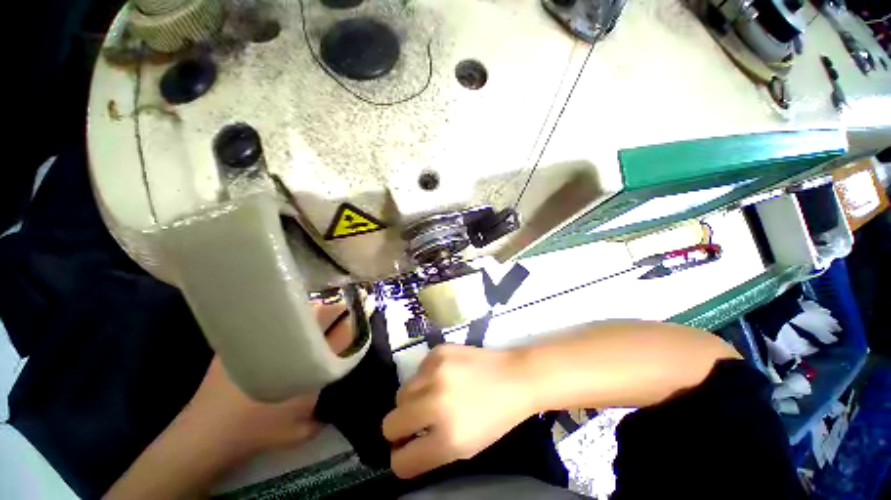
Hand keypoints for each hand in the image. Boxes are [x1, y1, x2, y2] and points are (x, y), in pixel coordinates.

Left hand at [178, 302, 356, 463]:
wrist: (207, 434)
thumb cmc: (260, 432)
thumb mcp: (303, 429)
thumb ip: (327, 408)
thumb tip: (341, 392)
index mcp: (312, 365)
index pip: (345, 331)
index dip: (358, 317)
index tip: (367, 305)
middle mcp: (294, 345)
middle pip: (324, 311)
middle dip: (340, 305)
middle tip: (347, 304)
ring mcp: (267, 336)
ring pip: (301, 309)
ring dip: (316, 307)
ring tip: (321, 312)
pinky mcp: (245, 336)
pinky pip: (275, 314)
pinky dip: (288, 311)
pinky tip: (289, 316)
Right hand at [382, 344, 533, 478]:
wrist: (513, 376)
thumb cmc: (495, 418)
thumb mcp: (465, 448)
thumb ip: (430, 452)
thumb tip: (403, 450)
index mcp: (446, 438)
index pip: (401, 461)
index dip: (401, 459)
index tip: (406, 450)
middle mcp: (435, 403)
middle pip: (389, 424)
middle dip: (399, 429)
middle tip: (415, 424)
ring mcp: (435, 372)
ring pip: (401, 394)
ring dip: (412, 401)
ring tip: (432, 397)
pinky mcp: (437, 352)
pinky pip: (417, 371)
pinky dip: (425, 378)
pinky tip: (444, 377)